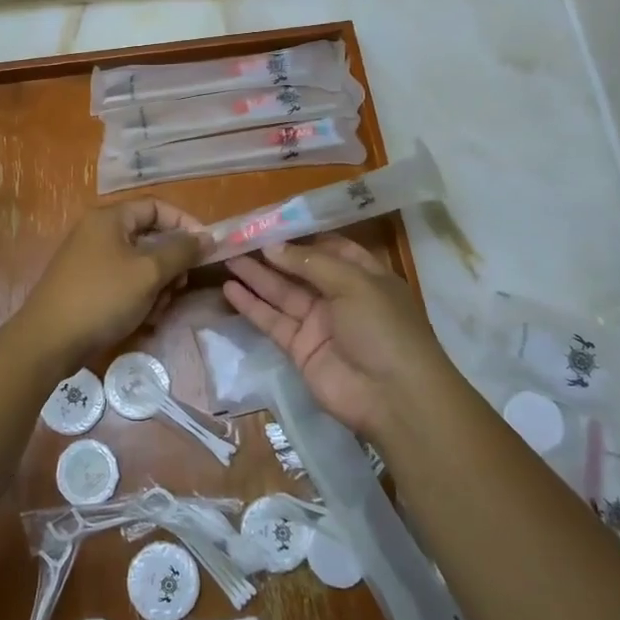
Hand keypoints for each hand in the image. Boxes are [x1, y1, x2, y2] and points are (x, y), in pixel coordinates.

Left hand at [16, 199, 205, 365]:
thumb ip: (181, 251)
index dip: (185, 224)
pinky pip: (123, 282)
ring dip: (156, 286)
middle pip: (149, 237)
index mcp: (109, 218)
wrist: (49, 341)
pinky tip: (142, 320)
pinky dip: (138, 297)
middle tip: (179, 287)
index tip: (206, 248)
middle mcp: (98, 232)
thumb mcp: (148, 273)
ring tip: (156, 310)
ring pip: (139, 264)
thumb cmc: (102, 298)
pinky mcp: (87, 285)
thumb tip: (207, 237)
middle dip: (170, 264)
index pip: (156, 207)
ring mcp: (90, 260)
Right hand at [222, 235, 462, 444]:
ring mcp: (319, 324)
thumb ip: (311, 263)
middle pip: (300, 269)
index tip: (271, 223)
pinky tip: (229, 289)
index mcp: (364, 276)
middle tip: (238, 239)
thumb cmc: (383, 328)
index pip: (330, 248)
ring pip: (281, 293)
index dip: (302, 236)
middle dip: (272, 255)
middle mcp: (340, 296)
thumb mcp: (354, 283)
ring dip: (256, 276)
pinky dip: (251, 306)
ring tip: (226, 258)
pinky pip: (272, 321)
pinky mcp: (300, 348)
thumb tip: (273, 247)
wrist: (392, 396)